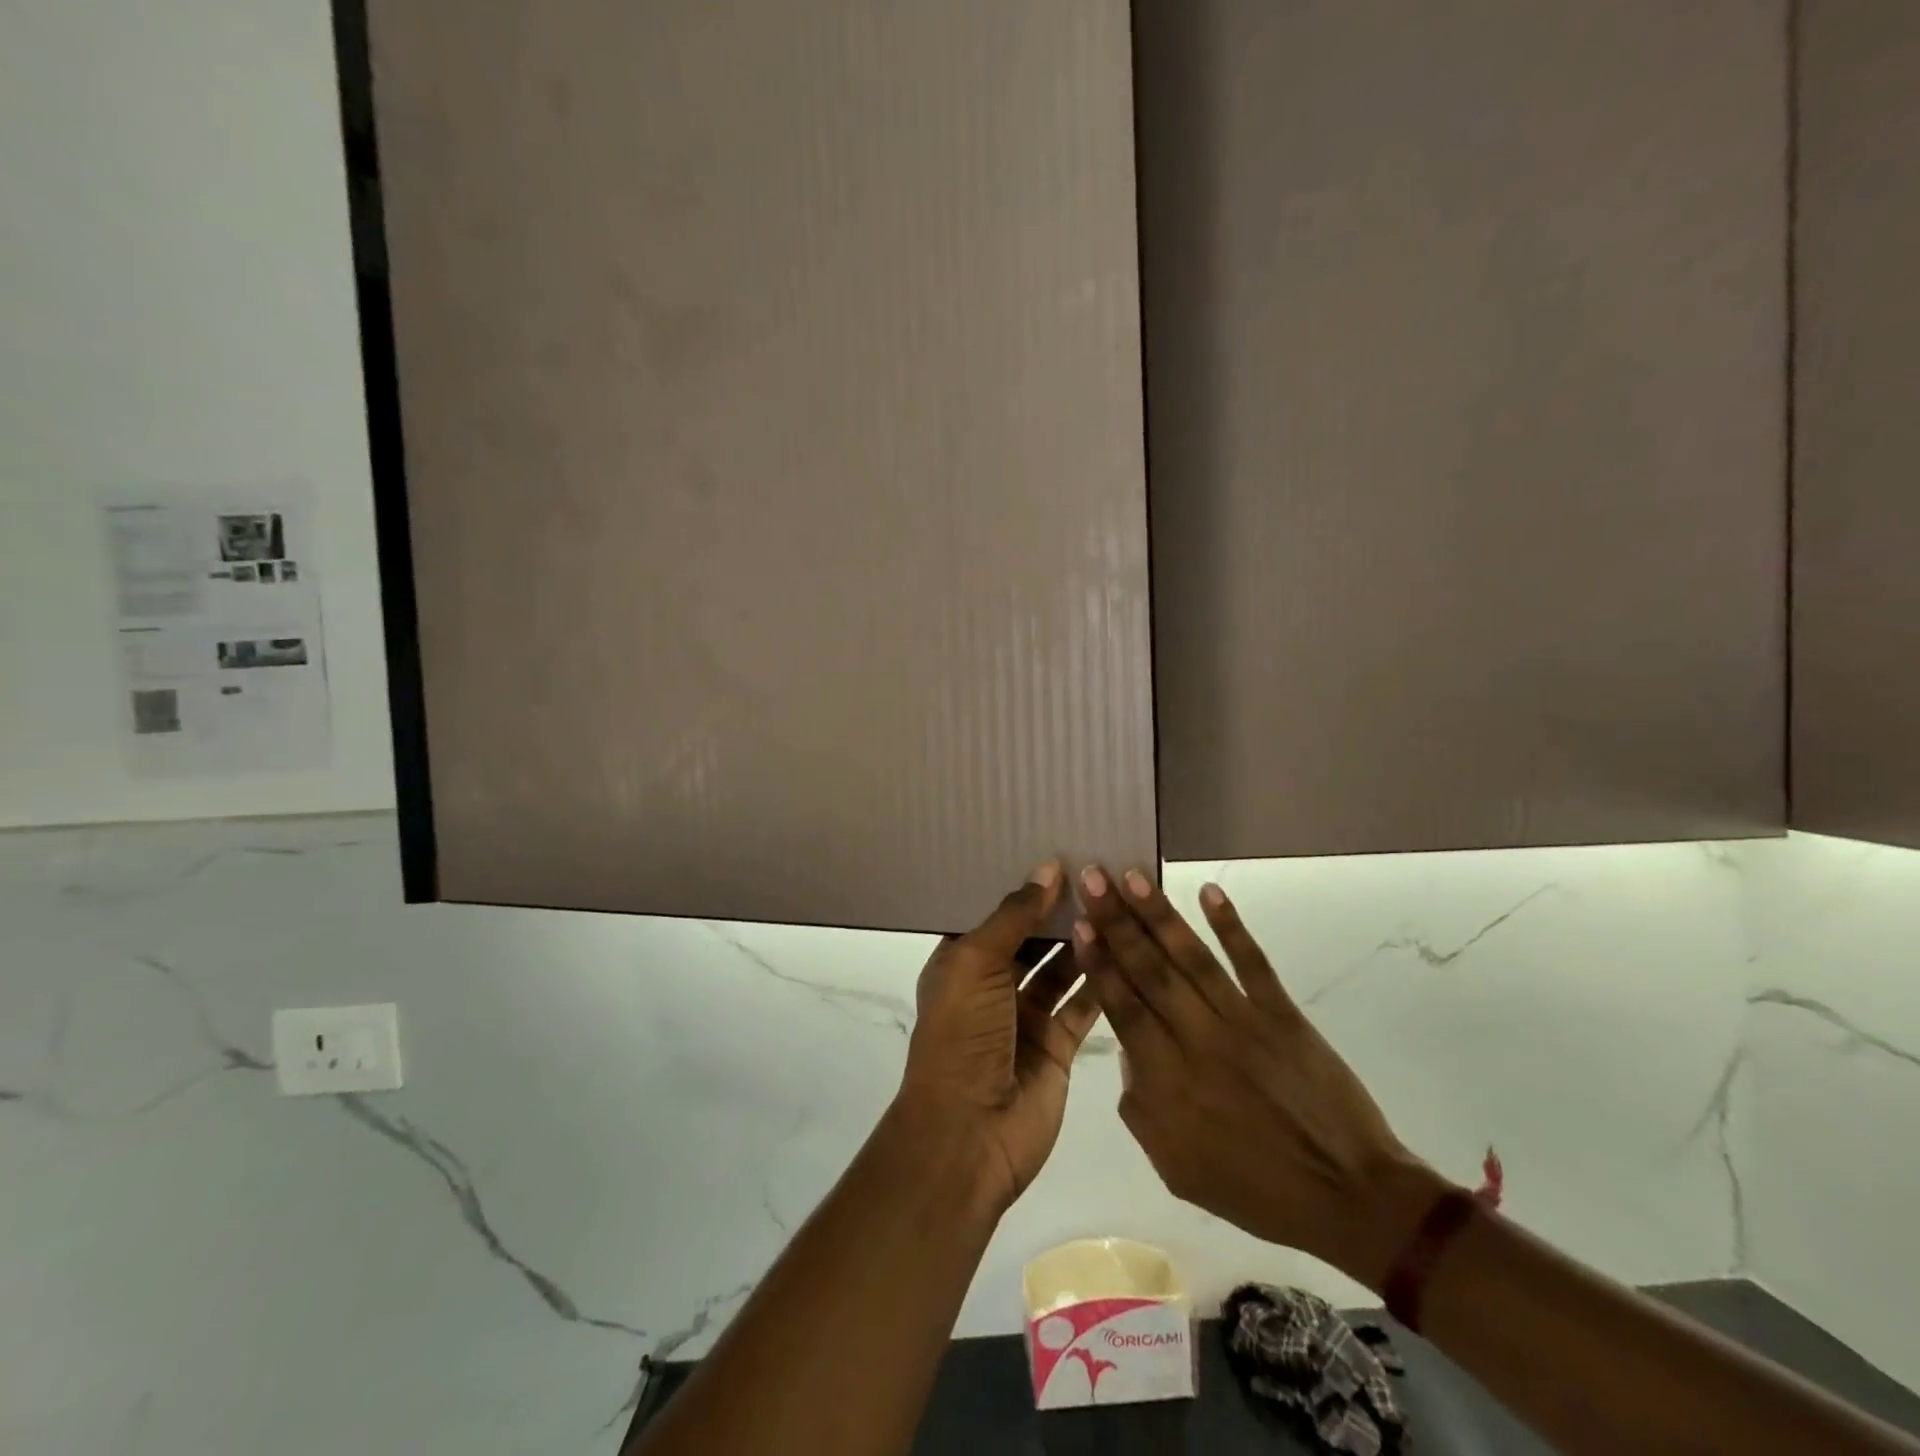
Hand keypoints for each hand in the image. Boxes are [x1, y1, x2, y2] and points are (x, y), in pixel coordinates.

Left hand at [897, 863, 1101, 1215]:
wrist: (968, 1135)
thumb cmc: (962, 1035)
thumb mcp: (975, 963)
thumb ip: (1013, 916)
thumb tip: (1048, 867)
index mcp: (962, 961)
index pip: (994, 913)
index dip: (1023, 886)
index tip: (1059, 850)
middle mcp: (993, 984)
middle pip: (1031, 937)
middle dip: (1059, 909)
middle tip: (1098, 868)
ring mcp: (1026, 1016)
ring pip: (1060, 967)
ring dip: (1083, 939)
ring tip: (1117, 898)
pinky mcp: (1058, 1045)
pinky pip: (1083, 1003)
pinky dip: (1101, 979)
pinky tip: (1127, 945)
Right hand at [1072, 867, 1442, 1288]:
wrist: (1348, 1196)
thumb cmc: (1255, 1188)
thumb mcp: (1176, 1167)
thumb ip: (1140, 1107)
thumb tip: (1128, 1051)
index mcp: (1168, 1081)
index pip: (1123, 1007)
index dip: (1099, 962)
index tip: (1079, 922)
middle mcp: (1198, 1040)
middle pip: (1149, 970)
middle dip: (1117, 920)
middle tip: (1093, 876)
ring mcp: (1243, 1022)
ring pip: (1192, 958)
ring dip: (1160, 914)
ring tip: (1133, 875)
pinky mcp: (1283, 1014)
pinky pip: (1253, 963)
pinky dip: (1230, 925)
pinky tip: (1209, 892)